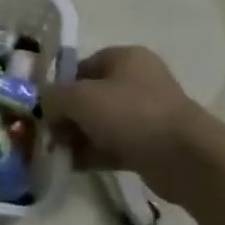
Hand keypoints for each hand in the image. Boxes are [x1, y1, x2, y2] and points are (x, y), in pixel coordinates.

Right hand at [42, 46, 211, 180]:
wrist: (185, 158)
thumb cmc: (131, 114)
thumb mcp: (80, 98)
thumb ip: (53, 97)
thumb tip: (44, 105)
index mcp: (124, 58)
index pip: (80, 67)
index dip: (57, 86)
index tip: (39, 108)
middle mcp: (136, 81)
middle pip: (88, 96)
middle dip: (65, 115)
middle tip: (44, 134)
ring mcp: (145, 114)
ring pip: (99, 123)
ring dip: (76, 137)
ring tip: (54, 153)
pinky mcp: (149, 145)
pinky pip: (111, 145)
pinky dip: (91, 154)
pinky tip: (70, 166)